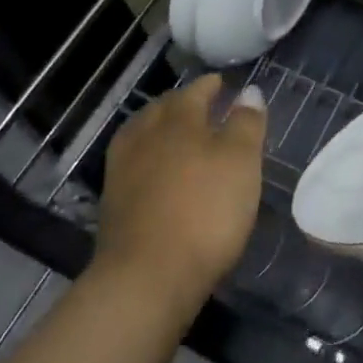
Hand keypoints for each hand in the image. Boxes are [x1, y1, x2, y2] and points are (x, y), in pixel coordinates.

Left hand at [93, 75, 266, 320]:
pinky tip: (158, 172)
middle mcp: (146, 135)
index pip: (196, 91)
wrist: (147, 278)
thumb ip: (246, 123)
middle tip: (203, 106)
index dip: (211, 86)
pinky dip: (148, 157)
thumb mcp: (241, 162)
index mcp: (178, 120)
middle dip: (183, 103)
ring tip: (178, 136)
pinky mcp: (113, 203)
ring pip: (143, 134)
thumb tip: (248, 91)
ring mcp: (123, 170)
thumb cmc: (205, 211)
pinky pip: (133, 164)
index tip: (224, 85)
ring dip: (161, 128)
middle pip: (164, 109)